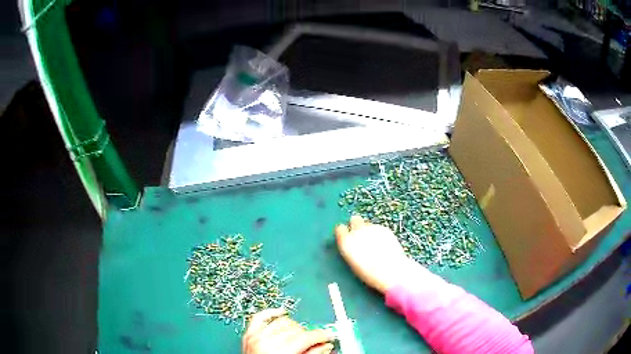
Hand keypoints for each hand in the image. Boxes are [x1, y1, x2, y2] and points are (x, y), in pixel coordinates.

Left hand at [242, 308, 334, 353]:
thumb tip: (326, 346)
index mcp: (279, 352)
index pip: (306, 337)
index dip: (321, 335)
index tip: (329, 335)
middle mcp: (265, 341)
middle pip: (296, 329)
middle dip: (308, 334)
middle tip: (316, 341)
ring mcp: (255, 336)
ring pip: (282, 322)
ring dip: (294, 327)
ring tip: (299, 336)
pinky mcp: (248, 335)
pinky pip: (261, 317)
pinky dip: (271, 313)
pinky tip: (281, 313)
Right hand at [335, 215, 415, 293]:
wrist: (392, 273)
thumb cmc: (369, 274)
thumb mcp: (353, 263)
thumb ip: (350, 249)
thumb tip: (351, 244)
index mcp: (346, 241)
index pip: (339, 228)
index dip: (344, 233)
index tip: (347, 238)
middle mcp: (357, 231)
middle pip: (354, 219)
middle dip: (356, 226)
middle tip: (361, 237)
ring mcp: (372, 228)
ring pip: (367, 223)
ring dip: (368, 230)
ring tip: (375, 244)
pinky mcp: (384, 228)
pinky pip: (378, 227)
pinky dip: (379, 233)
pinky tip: (384, 244)